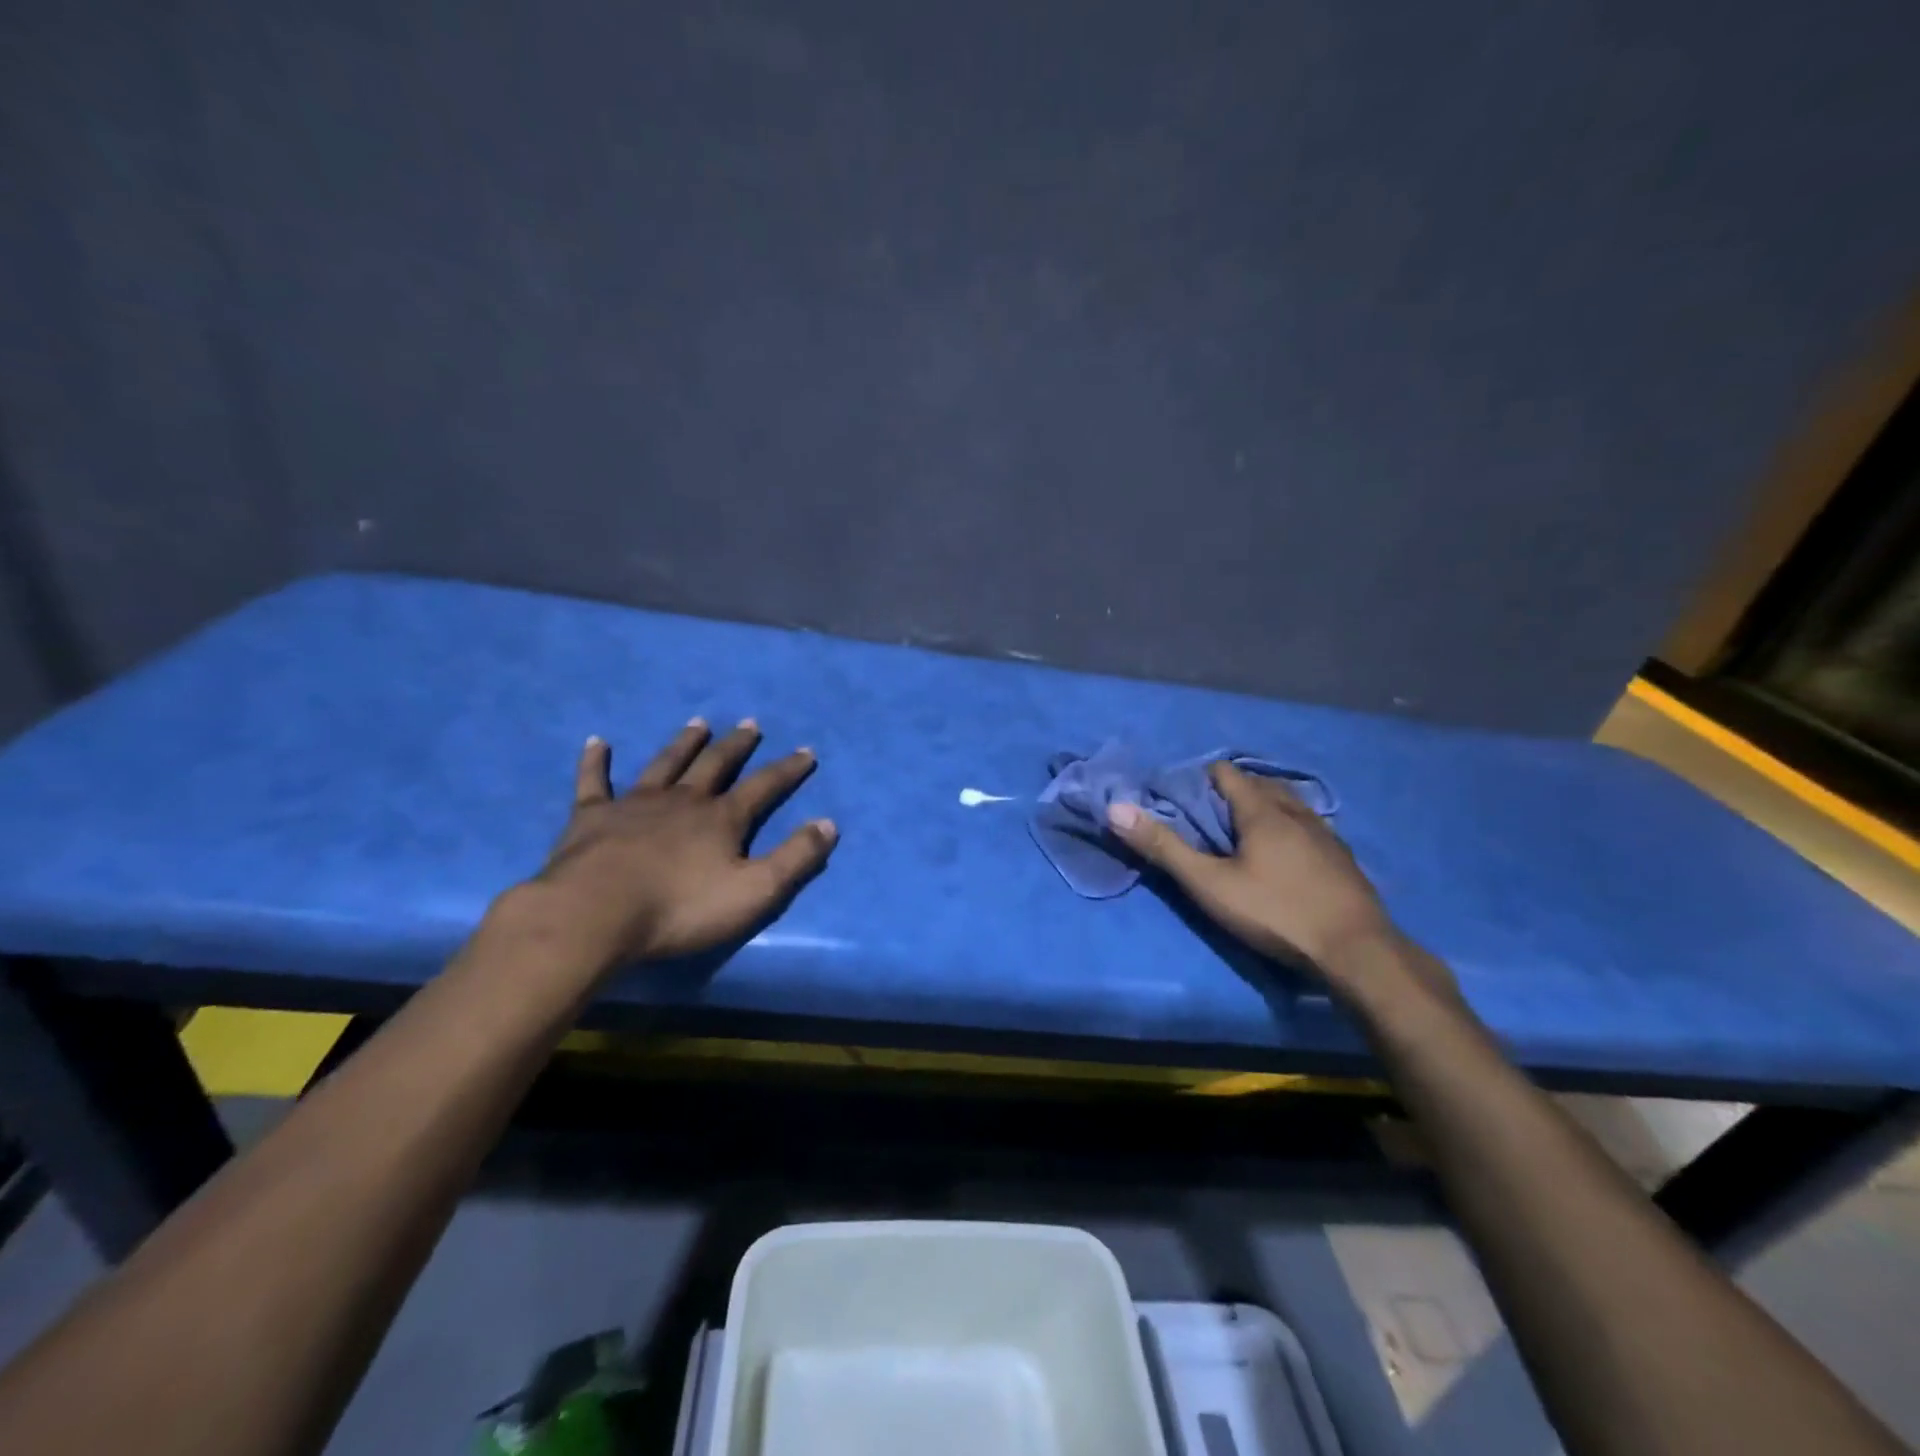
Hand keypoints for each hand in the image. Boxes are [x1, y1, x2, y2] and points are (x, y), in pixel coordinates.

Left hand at [519, 718, 837, 970]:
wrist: (596, 914)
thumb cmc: (680, 908)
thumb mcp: (755, 891)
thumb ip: (795, 858)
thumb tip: (830, 824)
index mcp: (722, 819)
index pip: (764, 787)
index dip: (788, 770)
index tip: (806, 752)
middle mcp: (683, 800)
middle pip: (715, 764)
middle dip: (736, 745)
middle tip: (750, 723)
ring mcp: (635, 804)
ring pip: (665, 764)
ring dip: (683, 743)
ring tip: (698, 723)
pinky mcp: (592, 816)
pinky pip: (594, 781)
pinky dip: (596, 761)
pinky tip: (597, 742)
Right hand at [1107, 762, 1444, 1001]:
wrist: (1357, 953)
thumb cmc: (1276, 913)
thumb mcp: (1209, 884)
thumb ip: (1163, 847)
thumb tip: (1117, 808)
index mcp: (1262, 810)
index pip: (1225, 774)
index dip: (1199, 779)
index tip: (1180, 799)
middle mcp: (1297, 812)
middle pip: (1258, 785)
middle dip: (1230, 793)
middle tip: (1206, 818)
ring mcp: (1326, 834)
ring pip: (1288, 805)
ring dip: (1263, 808)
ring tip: (1242, 833)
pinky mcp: (1343, 859)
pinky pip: (1308, 827)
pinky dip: (1288, 829)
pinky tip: (1285, 856)